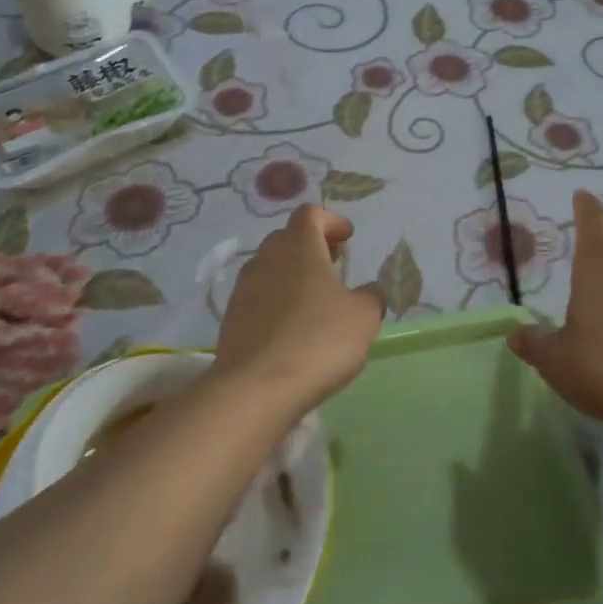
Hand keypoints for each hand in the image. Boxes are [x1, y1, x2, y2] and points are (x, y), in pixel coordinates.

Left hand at [215, 205, 384, 410]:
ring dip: (292, 275)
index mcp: (299, 246)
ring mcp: (244, 289)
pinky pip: (258, 298)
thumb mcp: (364, 316)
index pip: (310, 214)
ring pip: (270, 268)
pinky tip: (293, 328)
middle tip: (333, 264)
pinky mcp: (231, 320)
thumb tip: (369, 291)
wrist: (256, 389)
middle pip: (287, 238)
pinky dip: (277, 302)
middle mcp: (266, 259)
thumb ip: (371, 296)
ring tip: (315, 300)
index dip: (331, 221)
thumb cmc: (319, 339)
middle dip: (311, 246)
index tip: (347, 238)